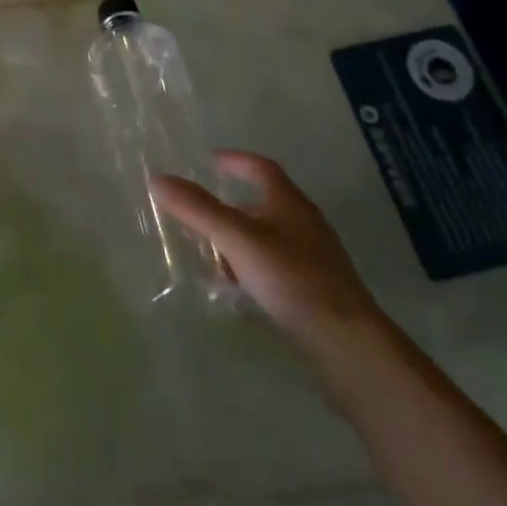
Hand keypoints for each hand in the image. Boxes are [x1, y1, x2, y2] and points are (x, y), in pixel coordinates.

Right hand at [152, 151, 380, 353]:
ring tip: (212, 256)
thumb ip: (198, 209)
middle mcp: (306, 225)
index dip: (236, 161)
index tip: (210, 161)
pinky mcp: (317, 293)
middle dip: (232, 207)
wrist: (348, 345)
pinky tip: (238, 290)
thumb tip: (158, 179)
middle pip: (266, 205)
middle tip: (201, 214)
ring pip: (270, 239)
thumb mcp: (237, 239)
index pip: (262, 169)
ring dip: (241, 241)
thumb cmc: (292, 279)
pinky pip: (277, 269)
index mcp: (291, 204)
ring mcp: (315, 261)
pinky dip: (253, 269)